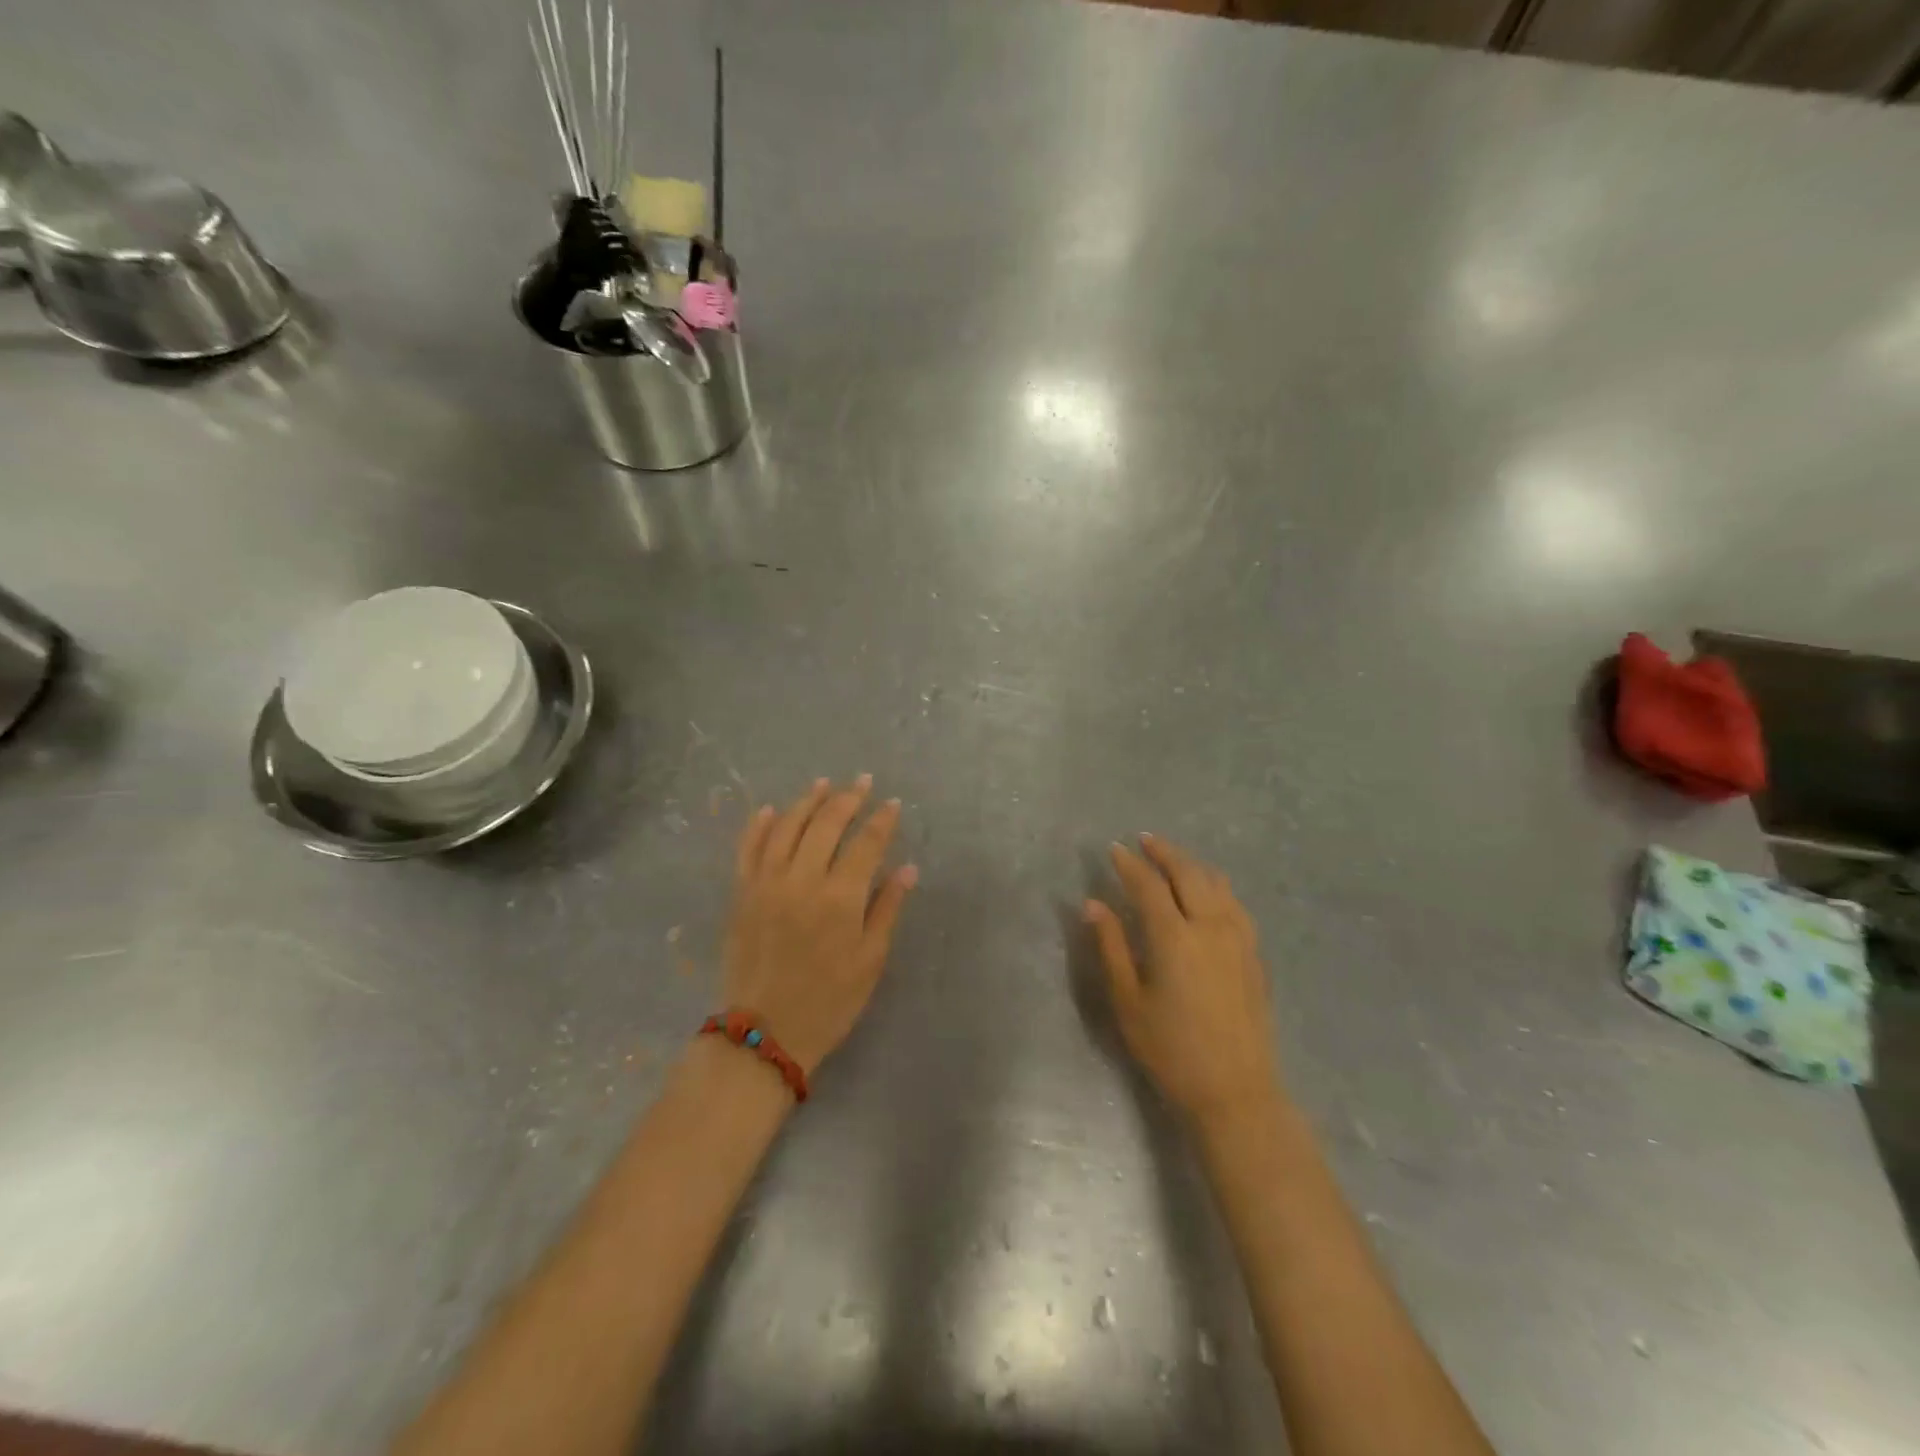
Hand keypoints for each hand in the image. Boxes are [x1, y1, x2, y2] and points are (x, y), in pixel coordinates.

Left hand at [722, 775, 917, 1075]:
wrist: (765, 1033)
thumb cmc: (829, 1002)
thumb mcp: (870, 960)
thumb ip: (887, 908)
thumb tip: (908, 868)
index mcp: (840, 898)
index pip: (866, 843)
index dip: (882, 820)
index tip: (893, 803)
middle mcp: (802, 880)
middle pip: (826, 824)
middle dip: (848, 798)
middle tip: (862, 782)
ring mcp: (766, 883)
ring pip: (787, 826)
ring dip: (807, 801)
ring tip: (824, 784)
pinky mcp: (741, 893)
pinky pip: (748, 848)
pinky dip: (760, 824)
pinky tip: (772, 809)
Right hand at [1086, 834, 1280, 1125]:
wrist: (1236, 1091)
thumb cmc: (1171, 1049)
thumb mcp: (1128, 1001)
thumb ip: (1111, 947)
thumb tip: (1093, 904)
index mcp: (1174, 937)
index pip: (1149, 886)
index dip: (1129, 864)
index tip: (1114, 849)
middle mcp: (1210, 927)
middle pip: (1188, 873)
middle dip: (1164, 852)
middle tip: (1144, 840)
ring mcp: (1239, 938)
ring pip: (1216, 884)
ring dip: (1192, 864)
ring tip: (1173, 858)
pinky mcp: (1254, 954)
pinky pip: (1235, 903)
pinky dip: (1216, 885)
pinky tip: (1210, 890)